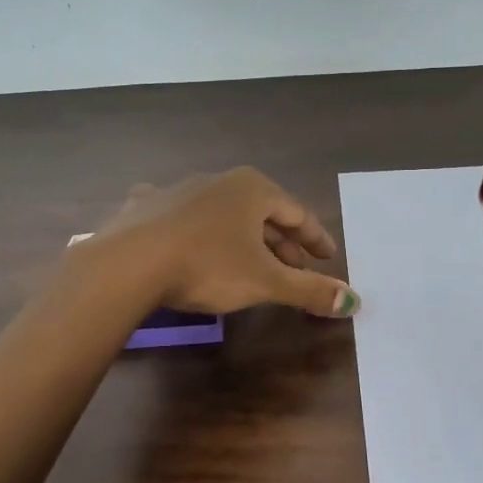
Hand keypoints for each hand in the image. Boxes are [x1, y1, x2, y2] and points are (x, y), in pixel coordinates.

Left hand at [85, 167, 360, 318]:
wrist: (128, 264)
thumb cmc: (208, 266)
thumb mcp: (265, 282)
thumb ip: (309, 290)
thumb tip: (354, 301)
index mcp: (252, 190)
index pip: (297, 213)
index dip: (315, 237)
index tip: (328, 256)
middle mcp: (217, 181)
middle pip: (260, 213)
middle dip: (280, 242)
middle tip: (295, 267)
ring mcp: (177, 190)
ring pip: (221, 214)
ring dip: (240, 238)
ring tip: (249, 262)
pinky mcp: (145, 207)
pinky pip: (180, 218)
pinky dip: (194, 232)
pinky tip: (188, 241)